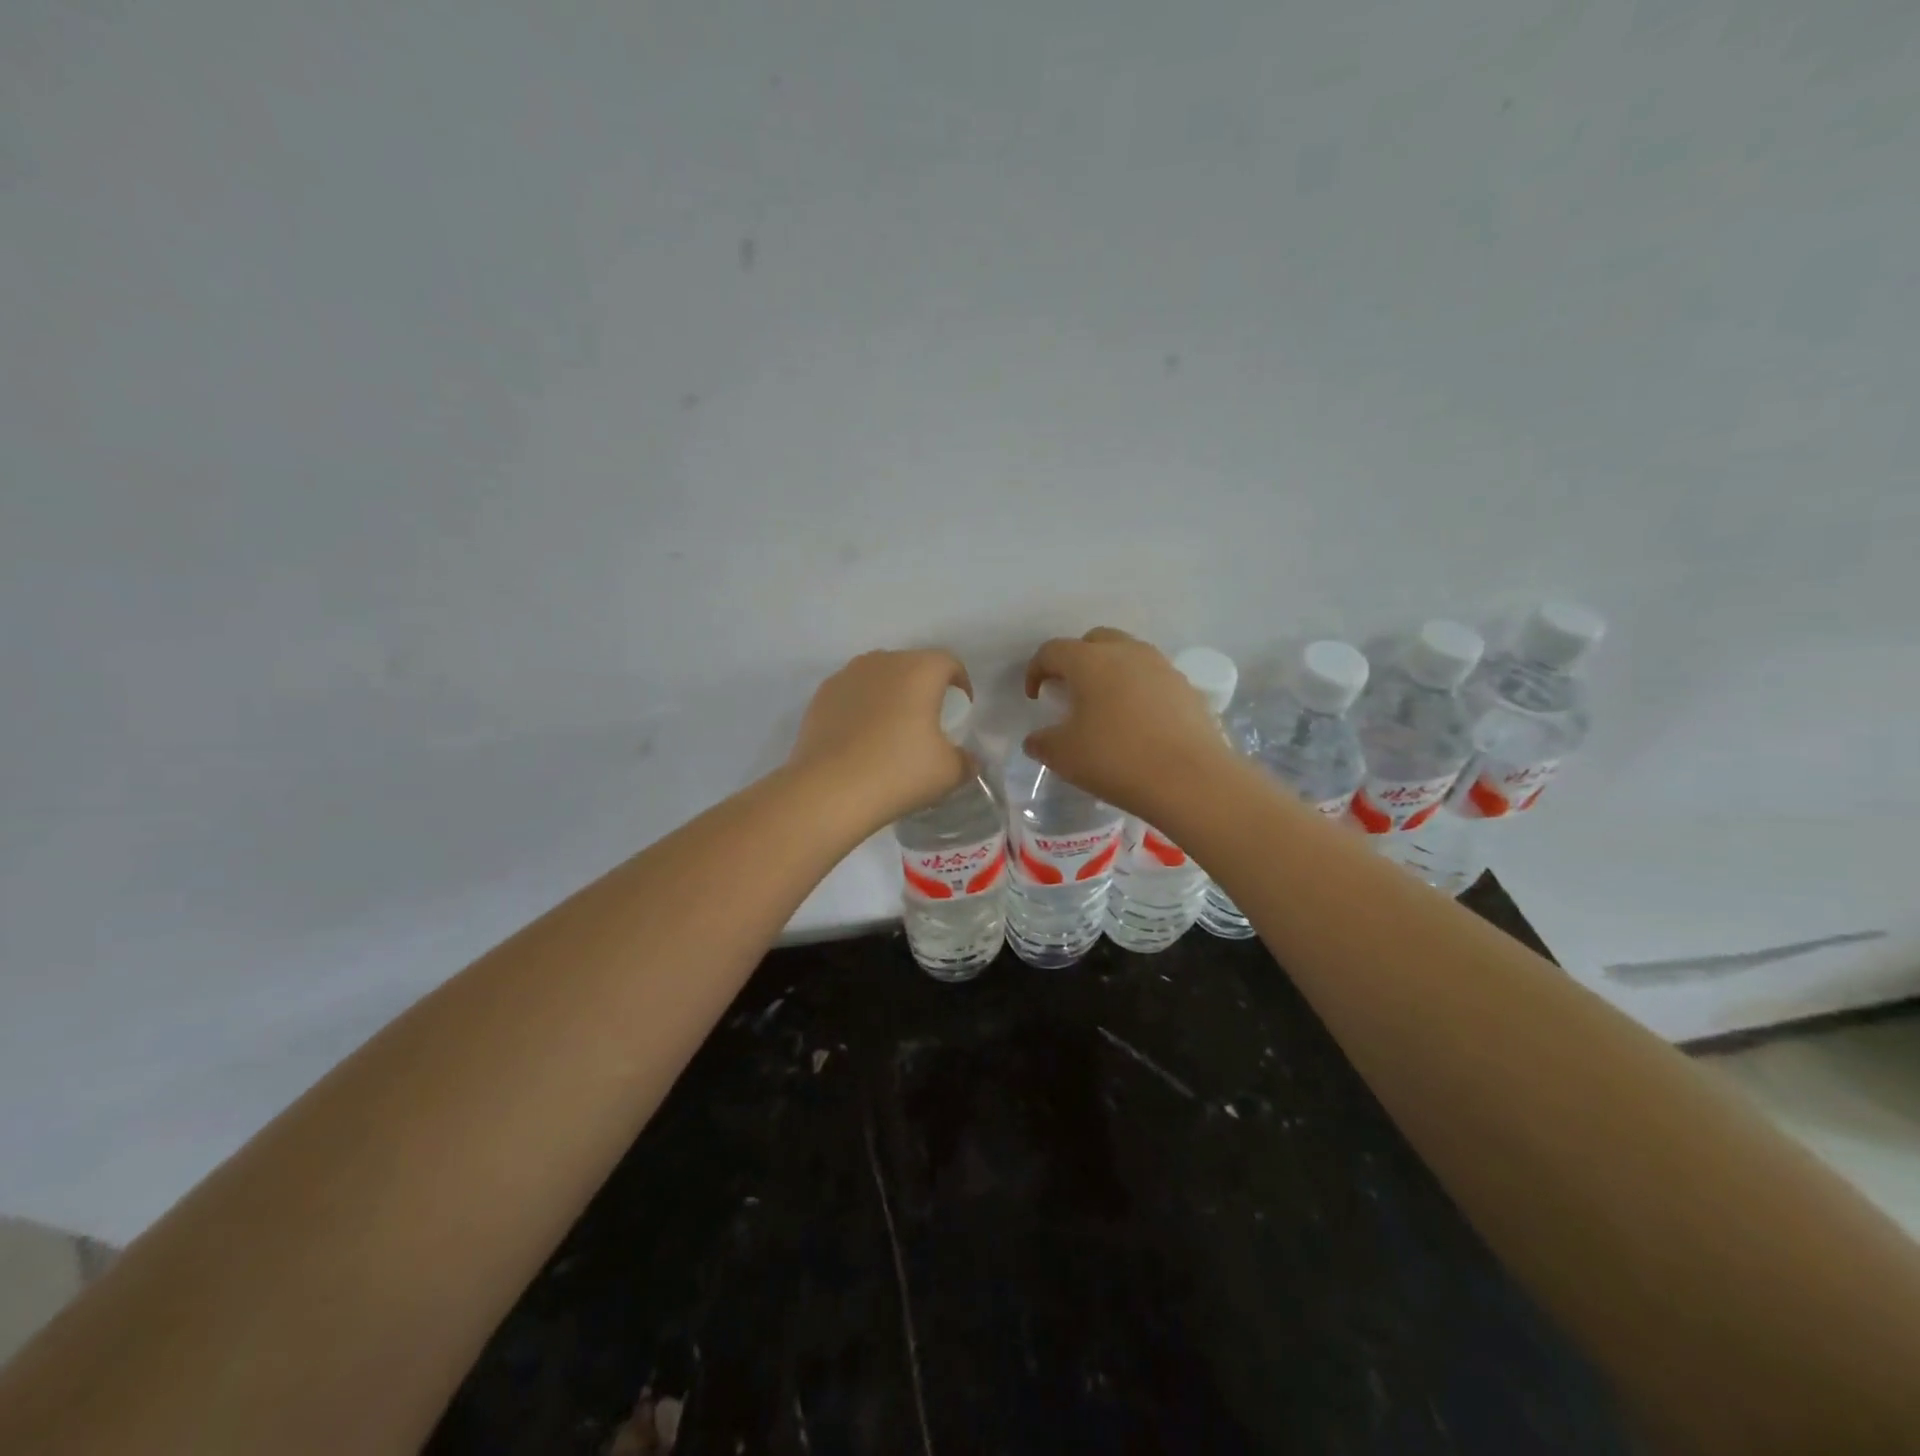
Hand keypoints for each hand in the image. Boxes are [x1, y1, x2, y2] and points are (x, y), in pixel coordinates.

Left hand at [788, 649, 972, 826]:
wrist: (829, 790)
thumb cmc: (898, 772)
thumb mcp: (948, 773)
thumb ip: (965, 761)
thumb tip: (968, 761)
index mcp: (919, 670)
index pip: (949, 663)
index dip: (960, 683)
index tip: (961, 707)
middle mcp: (883, 662)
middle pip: (911, 665)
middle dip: (923, 687)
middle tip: (928, 719)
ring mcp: (847, 676)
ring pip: (879, 677)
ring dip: (890, 695)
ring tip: (892, 728)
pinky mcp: (821, 696)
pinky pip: (852, 693)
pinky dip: (862, 707)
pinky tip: (862, 738)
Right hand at [1023, 628, 1237, 819]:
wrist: (1191, 780)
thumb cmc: (1116, 760)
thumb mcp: (1064, 756)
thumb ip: (1042, 743)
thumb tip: (1037, 739)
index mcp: (1090, 661)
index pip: (1053, 651)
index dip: (1036, 670)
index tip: (1035, 697)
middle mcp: (1127, 652)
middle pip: (1094, 641)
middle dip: (1076, 660)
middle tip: (1070, 691)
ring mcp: (1162, 667)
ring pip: (1128, 655)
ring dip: (1110, 672)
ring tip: (1105, 706)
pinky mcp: (1187, 688)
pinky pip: (1153, 678)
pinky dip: (1137, 690)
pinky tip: (1137, 722)